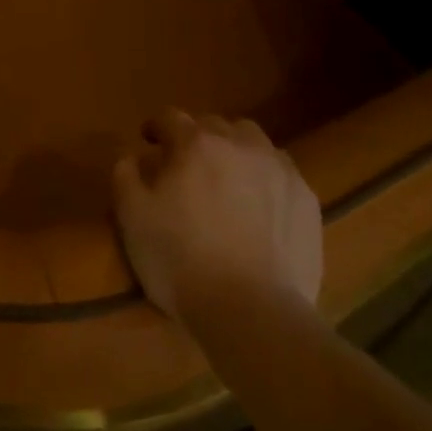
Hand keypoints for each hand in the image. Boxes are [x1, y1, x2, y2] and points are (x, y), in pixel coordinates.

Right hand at [112, 111, 321, 323]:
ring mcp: (277, 168)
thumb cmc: (182, 262)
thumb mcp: (133, 220)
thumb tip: (131, 156)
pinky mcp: (306, 198)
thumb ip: (126, 177)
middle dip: (197, 137)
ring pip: (252, 140)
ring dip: (236, 150)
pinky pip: (282, 172)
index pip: (170, 118)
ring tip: (229, 178)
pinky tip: (262, 205)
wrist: (253, 312)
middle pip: (214, 124)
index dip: (156, 126)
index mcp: (195, 144)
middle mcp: (238, 144)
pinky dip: (267, 178)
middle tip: (188, 165)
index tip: (149, 140)